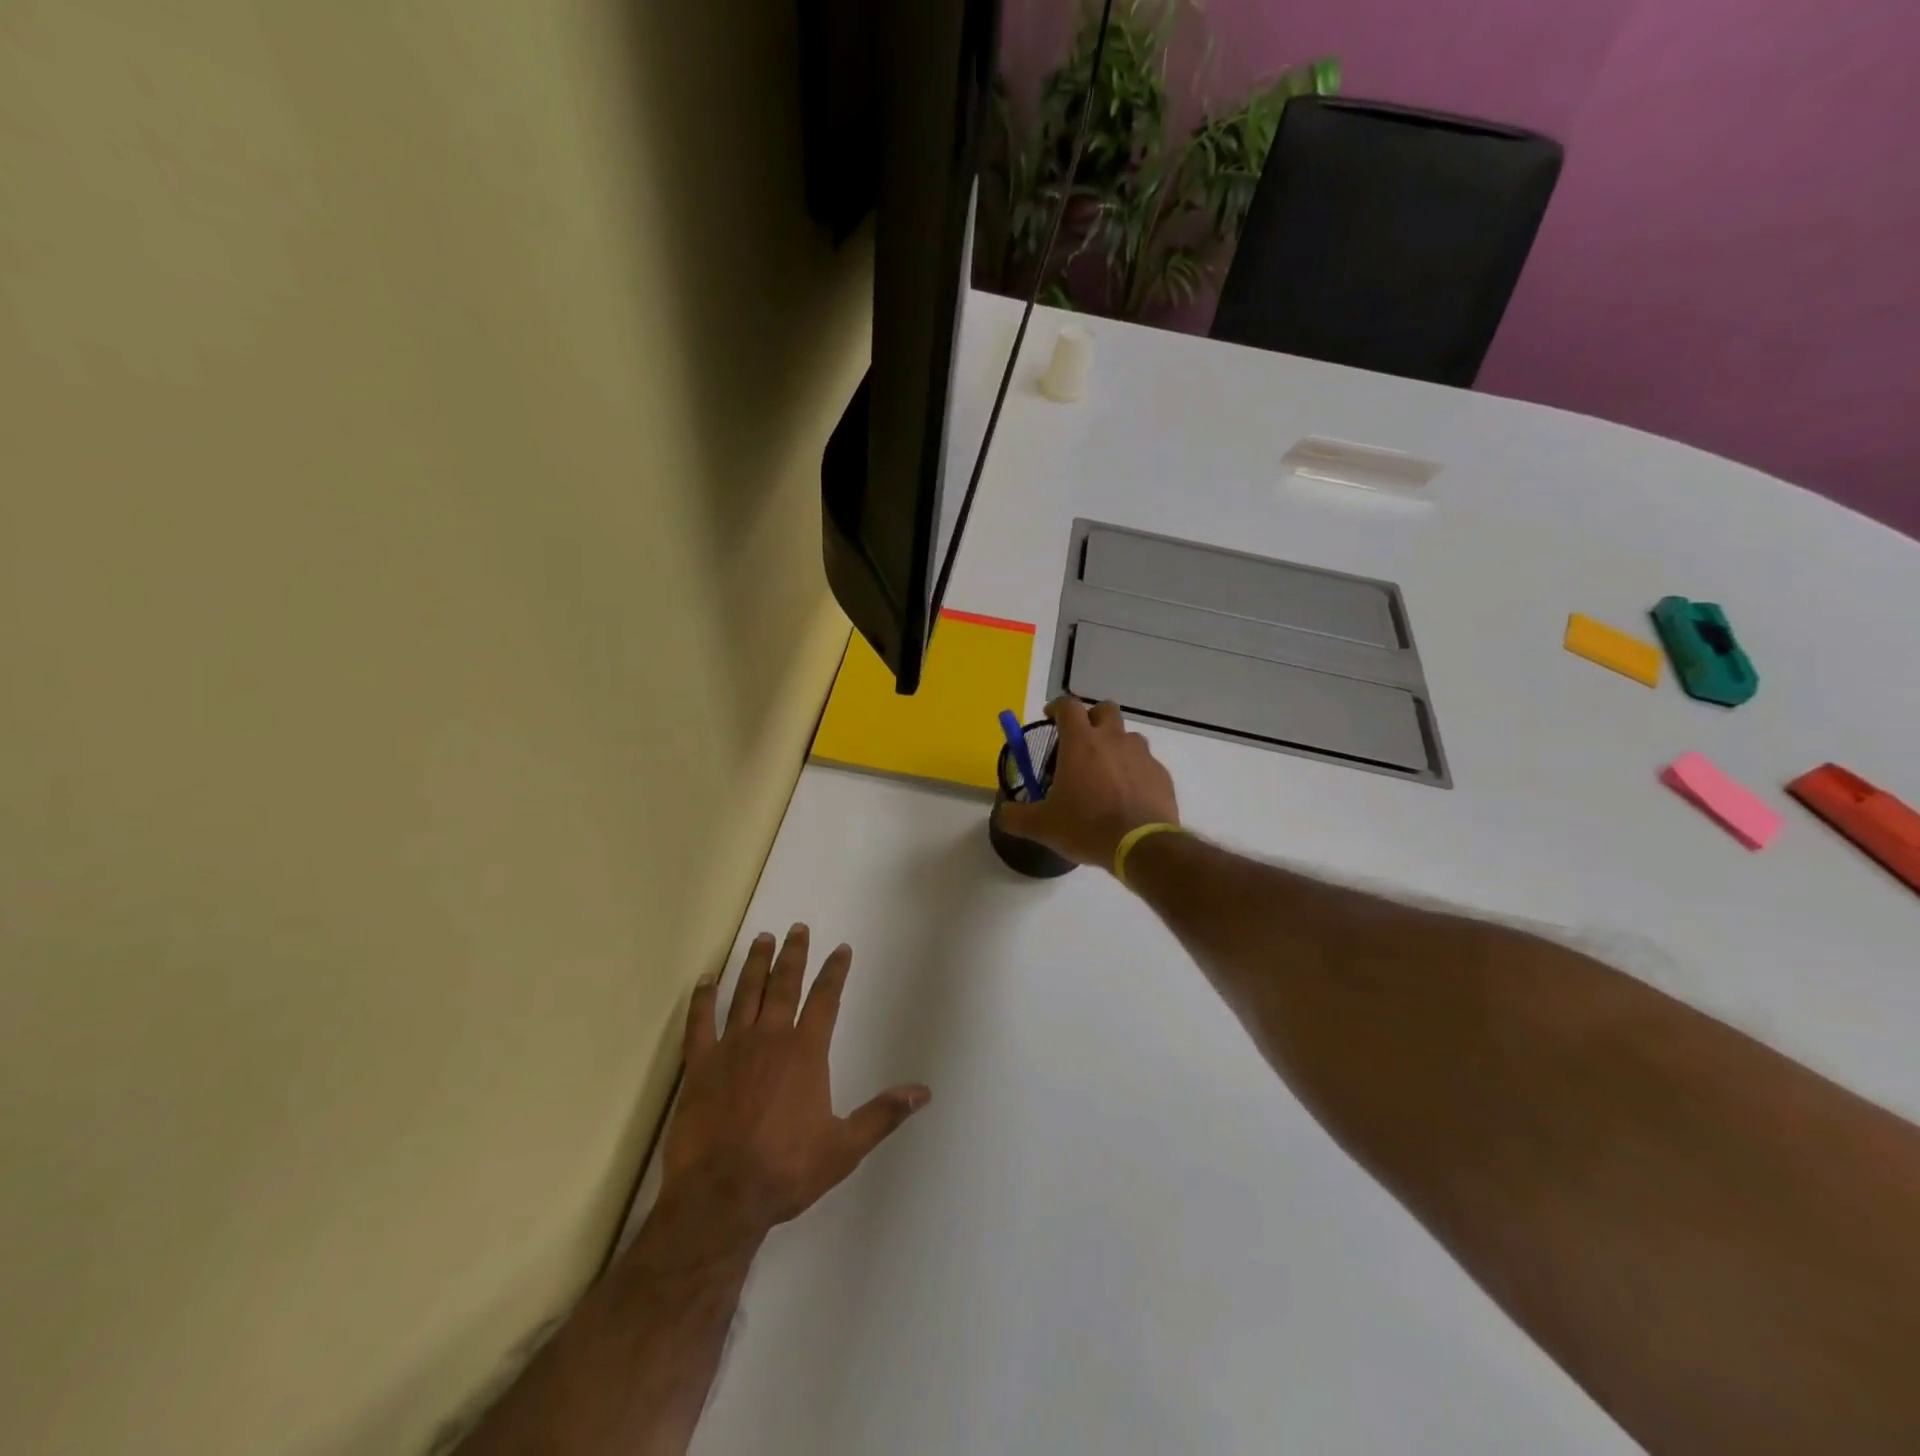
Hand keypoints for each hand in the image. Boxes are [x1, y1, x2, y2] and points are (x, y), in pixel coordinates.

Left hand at [658, 925, 929, 1250]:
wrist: (721, 1196)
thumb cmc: (787, 1169)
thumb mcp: (845, 1147)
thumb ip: (883, 1114)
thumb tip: (923, 1093)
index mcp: (806, 1052)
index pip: (826, 999)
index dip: (835, 972)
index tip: (841, 949)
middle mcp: (770, 1038)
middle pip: (785, 984)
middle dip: (794, 954)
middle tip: (798, 927)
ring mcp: (731, 1048)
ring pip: (746, 994)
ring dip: (755, 964)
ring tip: (761, 938)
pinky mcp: (699, 1066)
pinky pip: (699, 1023)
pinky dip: (702, 999)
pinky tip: (705, 980)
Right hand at [995, 697, 1179, 869]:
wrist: (1141, 846)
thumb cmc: (1086, 827)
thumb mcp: (1042, 826)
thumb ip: (1016, 816)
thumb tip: (1003, 813)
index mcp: (1081, 742)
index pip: (1068, 705)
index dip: (1057, 707)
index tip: (1050, 718)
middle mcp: (1113, 739)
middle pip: (1105, 709)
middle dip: (1092, 718)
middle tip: (1081, 741)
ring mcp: (1141, 754)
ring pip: (1128, 736)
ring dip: (1116, 745)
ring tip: (1105, 772)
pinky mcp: (1161, 774)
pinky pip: (1146, 763)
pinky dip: (1135, 771)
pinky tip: (1127, 795)